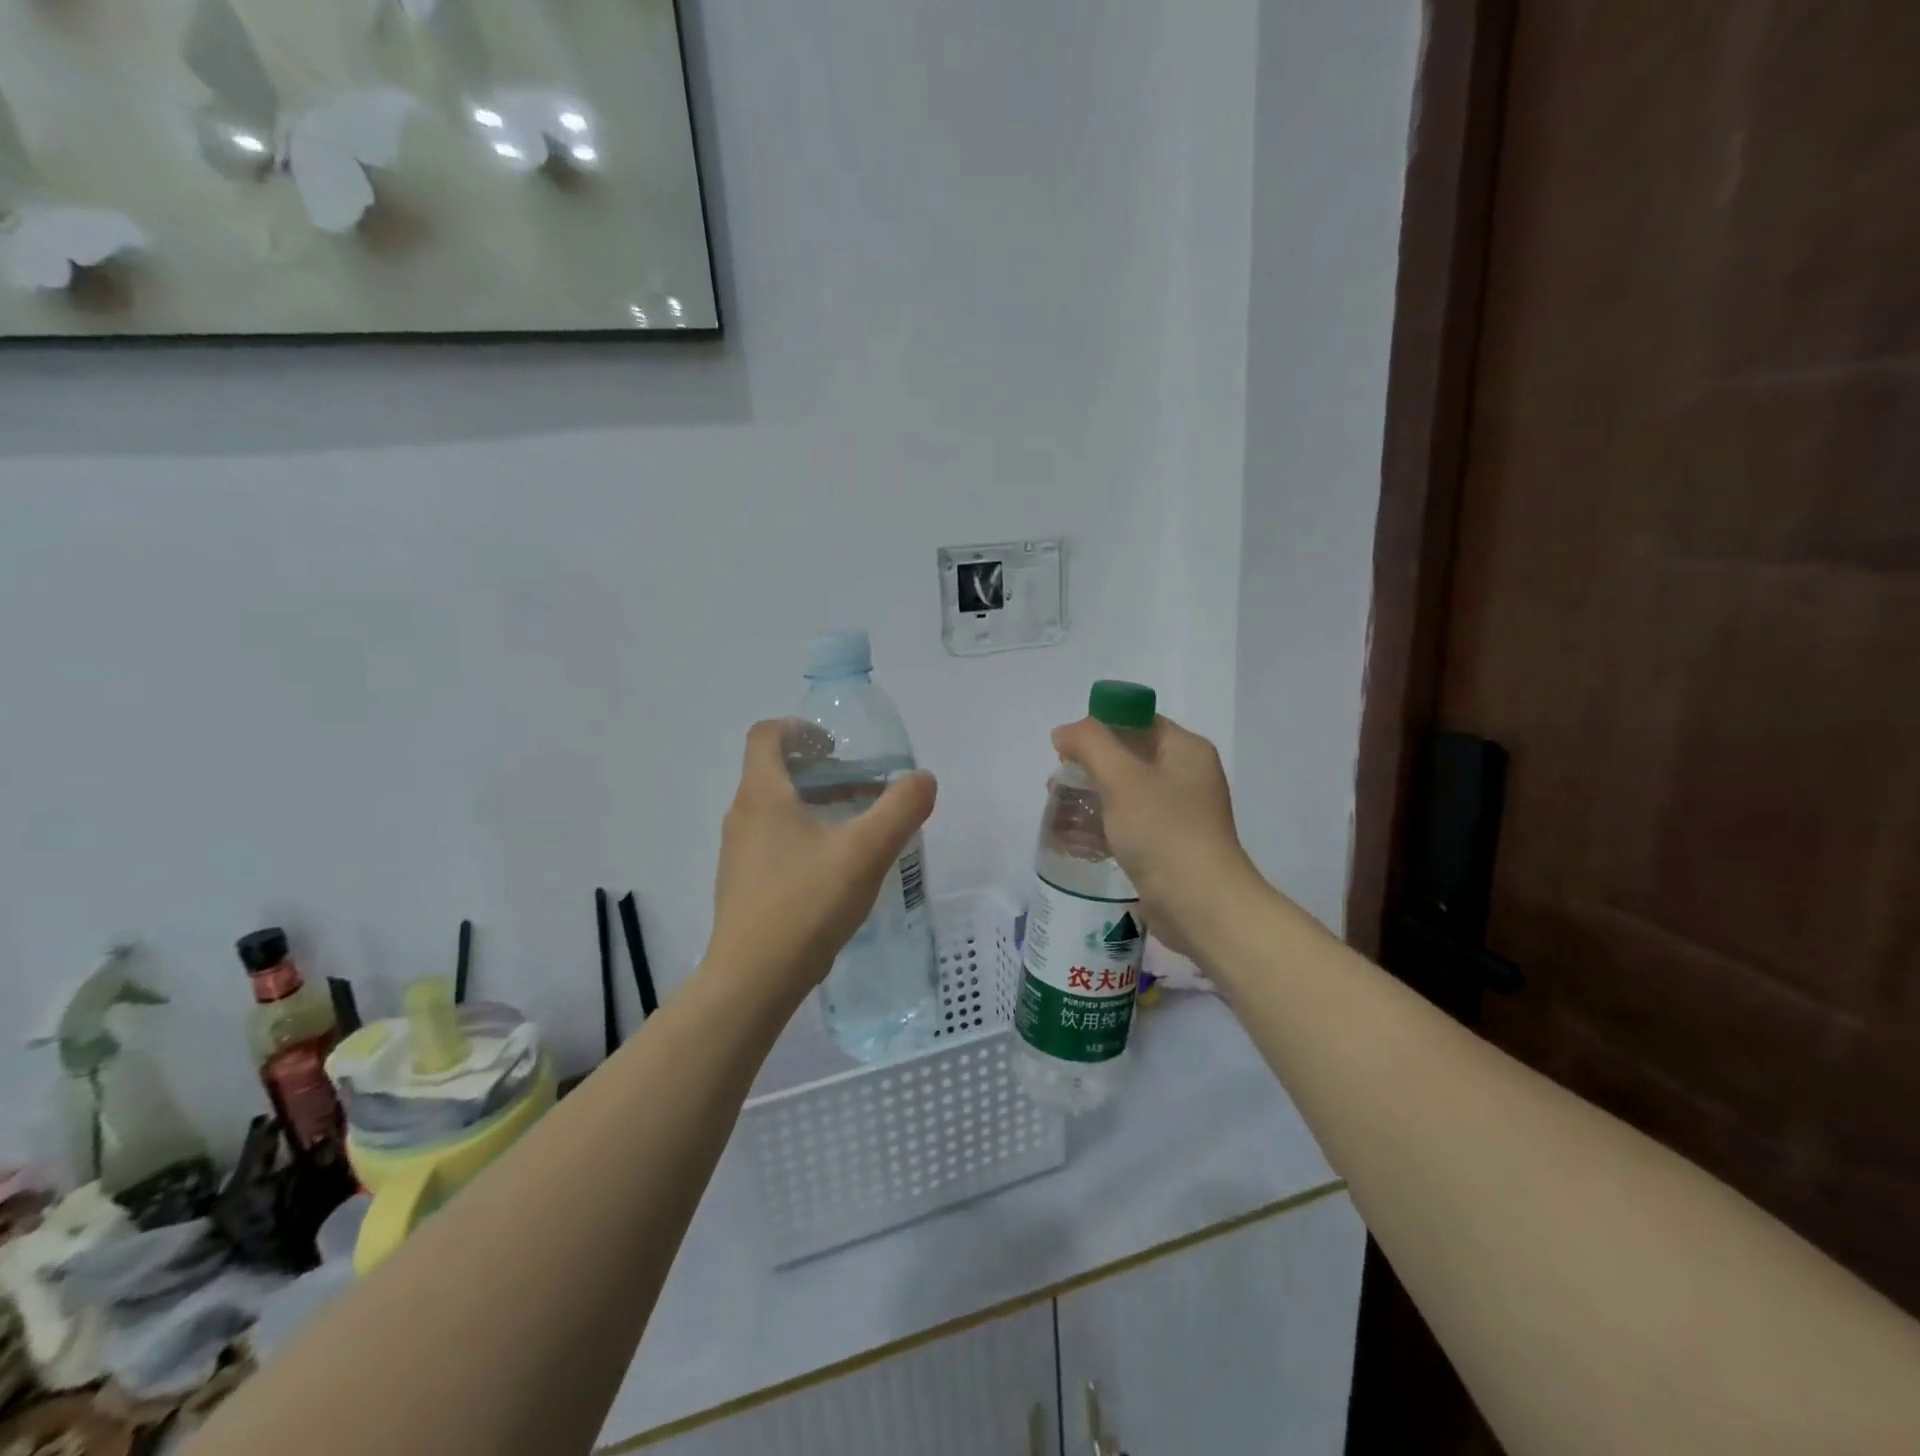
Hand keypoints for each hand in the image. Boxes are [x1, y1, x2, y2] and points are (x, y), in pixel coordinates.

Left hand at [706, 720, 937, 998]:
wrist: (752, 980)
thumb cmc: (806, 904)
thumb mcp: (865, 852)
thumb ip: (900, 809)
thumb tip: (923, 779)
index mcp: (762, 795)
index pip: (766, 735)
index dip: (800, 729)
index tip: (837, 746)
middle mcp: (741, 816)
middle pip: (773, 771)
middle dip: (819, 769)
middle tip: (860, 785)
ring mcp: (738, 853)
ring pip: (775, 809)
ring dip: (813, 804)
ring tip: (855, 826)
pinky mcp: (743, 884)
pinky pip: (772, 841)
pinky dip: (803, 836)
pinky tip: (834, 869)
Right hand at [1051, 714, 1260, 957]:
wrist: (1202, 906)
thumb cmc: (1163, 833)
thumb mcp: (1122, 779)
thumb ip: (1090, 744)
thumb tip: (1065, 733)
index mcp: (1185, 750)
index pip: (1136, 721)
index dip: (1098, 728)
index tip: (1064, 749)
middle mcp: (1186, 775)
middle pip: (1128, 756)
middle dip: (1088, 766)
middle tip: (1057, 783)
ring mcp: (1179, 812)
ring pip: (1125, 792)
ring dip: (1091, 797)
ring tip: (1058, 811)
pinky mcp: (1168, 844)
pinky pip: (1129, 823)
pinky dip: (1103, 826)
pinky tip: (1075, 839)